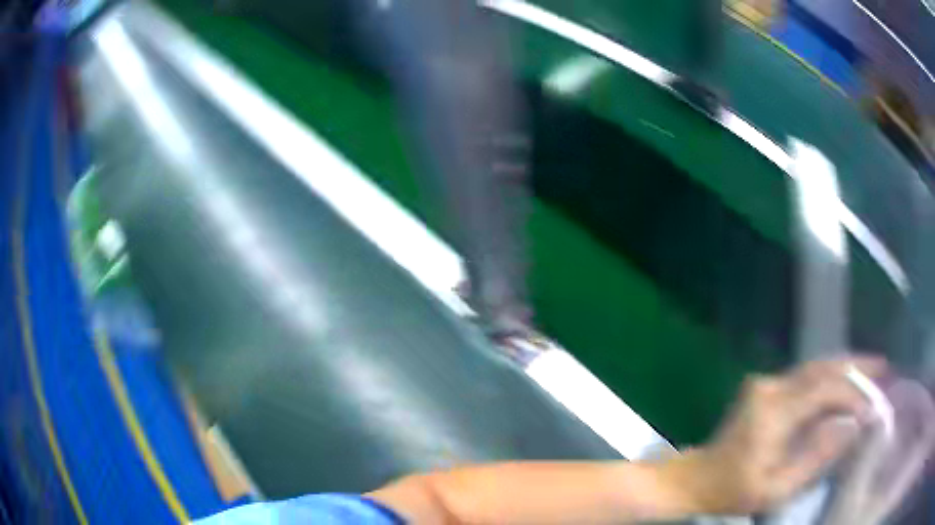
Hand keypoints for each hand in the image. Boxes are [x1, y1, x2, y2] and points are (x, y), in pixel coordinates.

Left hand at [667, 357, 888, 514]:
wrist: (696, 479)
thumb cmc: (733, 491)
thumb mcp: (775, 489)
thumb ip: (815, 458)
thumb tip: (852, 425)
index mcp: (773, 413)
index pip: (824, 390)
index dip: (853, 395)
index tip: (873, 406)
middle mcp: (770, 388)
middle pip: (822, 368)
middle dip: (856, 366)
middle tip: (883, 367)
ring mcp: (766, 384)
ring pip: (815, 368)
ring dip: (845, 368)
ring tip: (872, 370)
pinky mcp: (765, 388)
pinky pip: (805, 377)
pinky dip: (829, 378)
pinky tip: (845, 383)